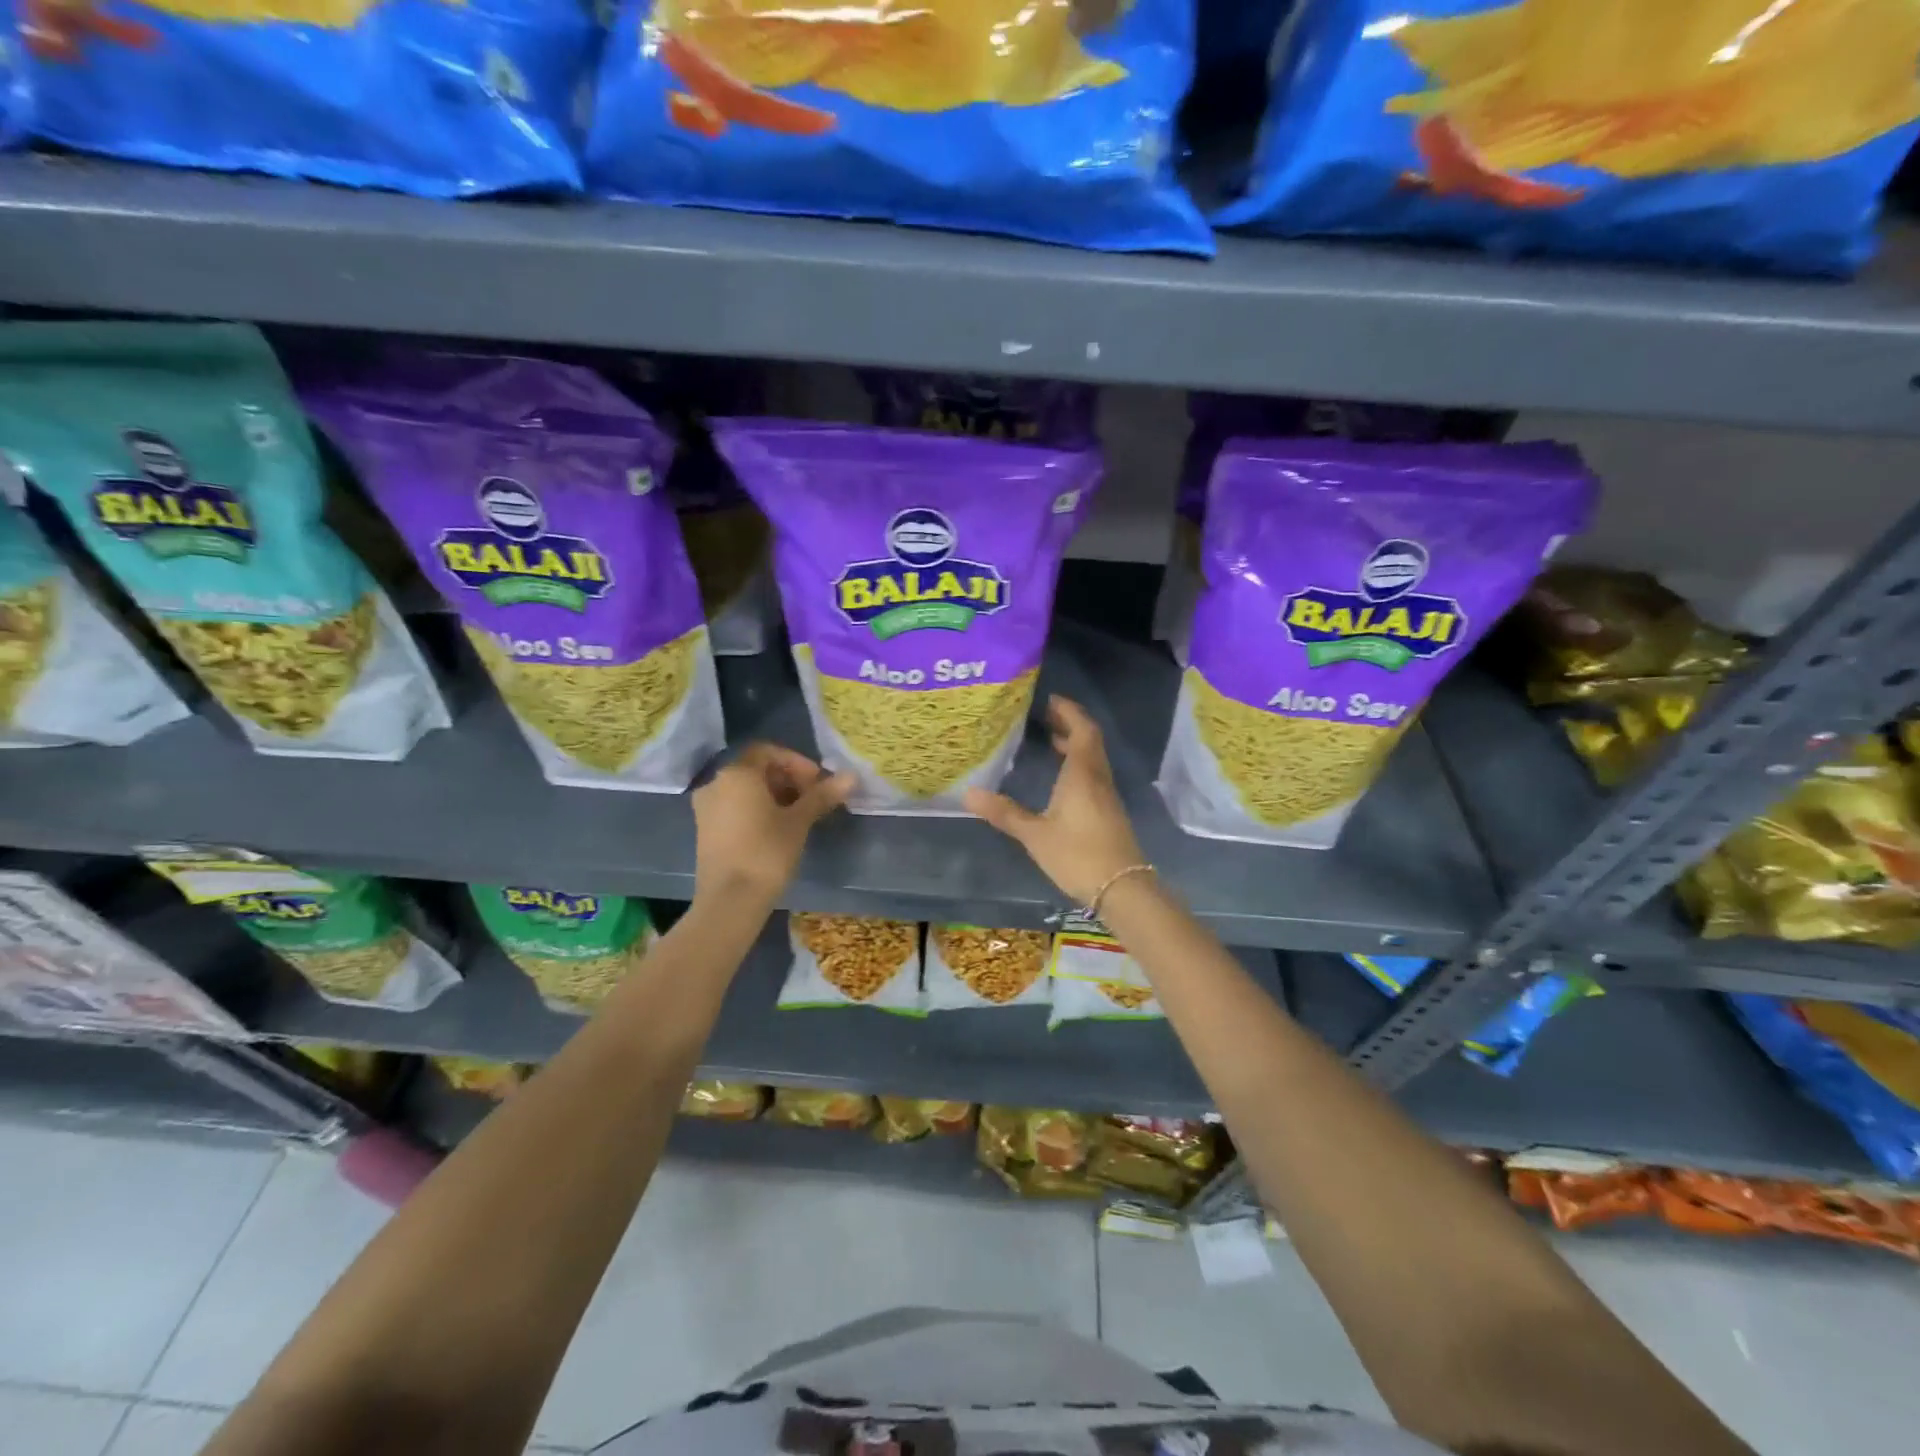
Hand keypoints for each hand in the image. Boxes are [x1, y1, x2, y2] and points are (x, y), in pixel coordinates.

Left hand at [693, 744, 853, 906]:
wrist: (729, 901)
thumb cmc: (766, 853)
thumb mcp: (799, 822)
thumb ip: (822, 795)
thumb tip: (851, 776)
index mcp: (737, 774)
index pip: (768, 751)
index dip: (796, 762)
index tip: (817, 782)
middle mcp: (715, 783)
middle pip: (756, 769)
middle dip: (787, 779)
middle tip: (812, 799)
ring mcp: (706, 808)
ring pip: (745, 790)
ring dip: (774, 795)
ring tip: (799, 817)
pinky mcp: (705, 830)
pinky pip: (734, 807)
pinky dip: (756, 810)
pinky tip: (776, 830)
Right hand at [964, 695, 1144, 904]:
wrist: (1122, 888)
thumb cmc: (1077, 855)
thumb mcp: (1035, 835)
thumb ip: (1005, 813)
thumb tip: (969, 793)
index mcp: (1082, 774)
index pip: (1081, 729)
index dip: (1068, 711)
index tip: (1049, 699)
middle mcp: (1097, 777)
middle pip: (1089, 739)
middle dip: (1069, 723)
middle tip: (1044, 715)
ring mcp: (1106, 795)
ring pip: (1093, 758)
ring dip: (1075, 744)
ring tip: (1050, 740)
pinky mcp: (1108, 811)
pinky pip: (1093, 774)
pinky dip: (1078, 764)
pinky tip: (1060, 778)